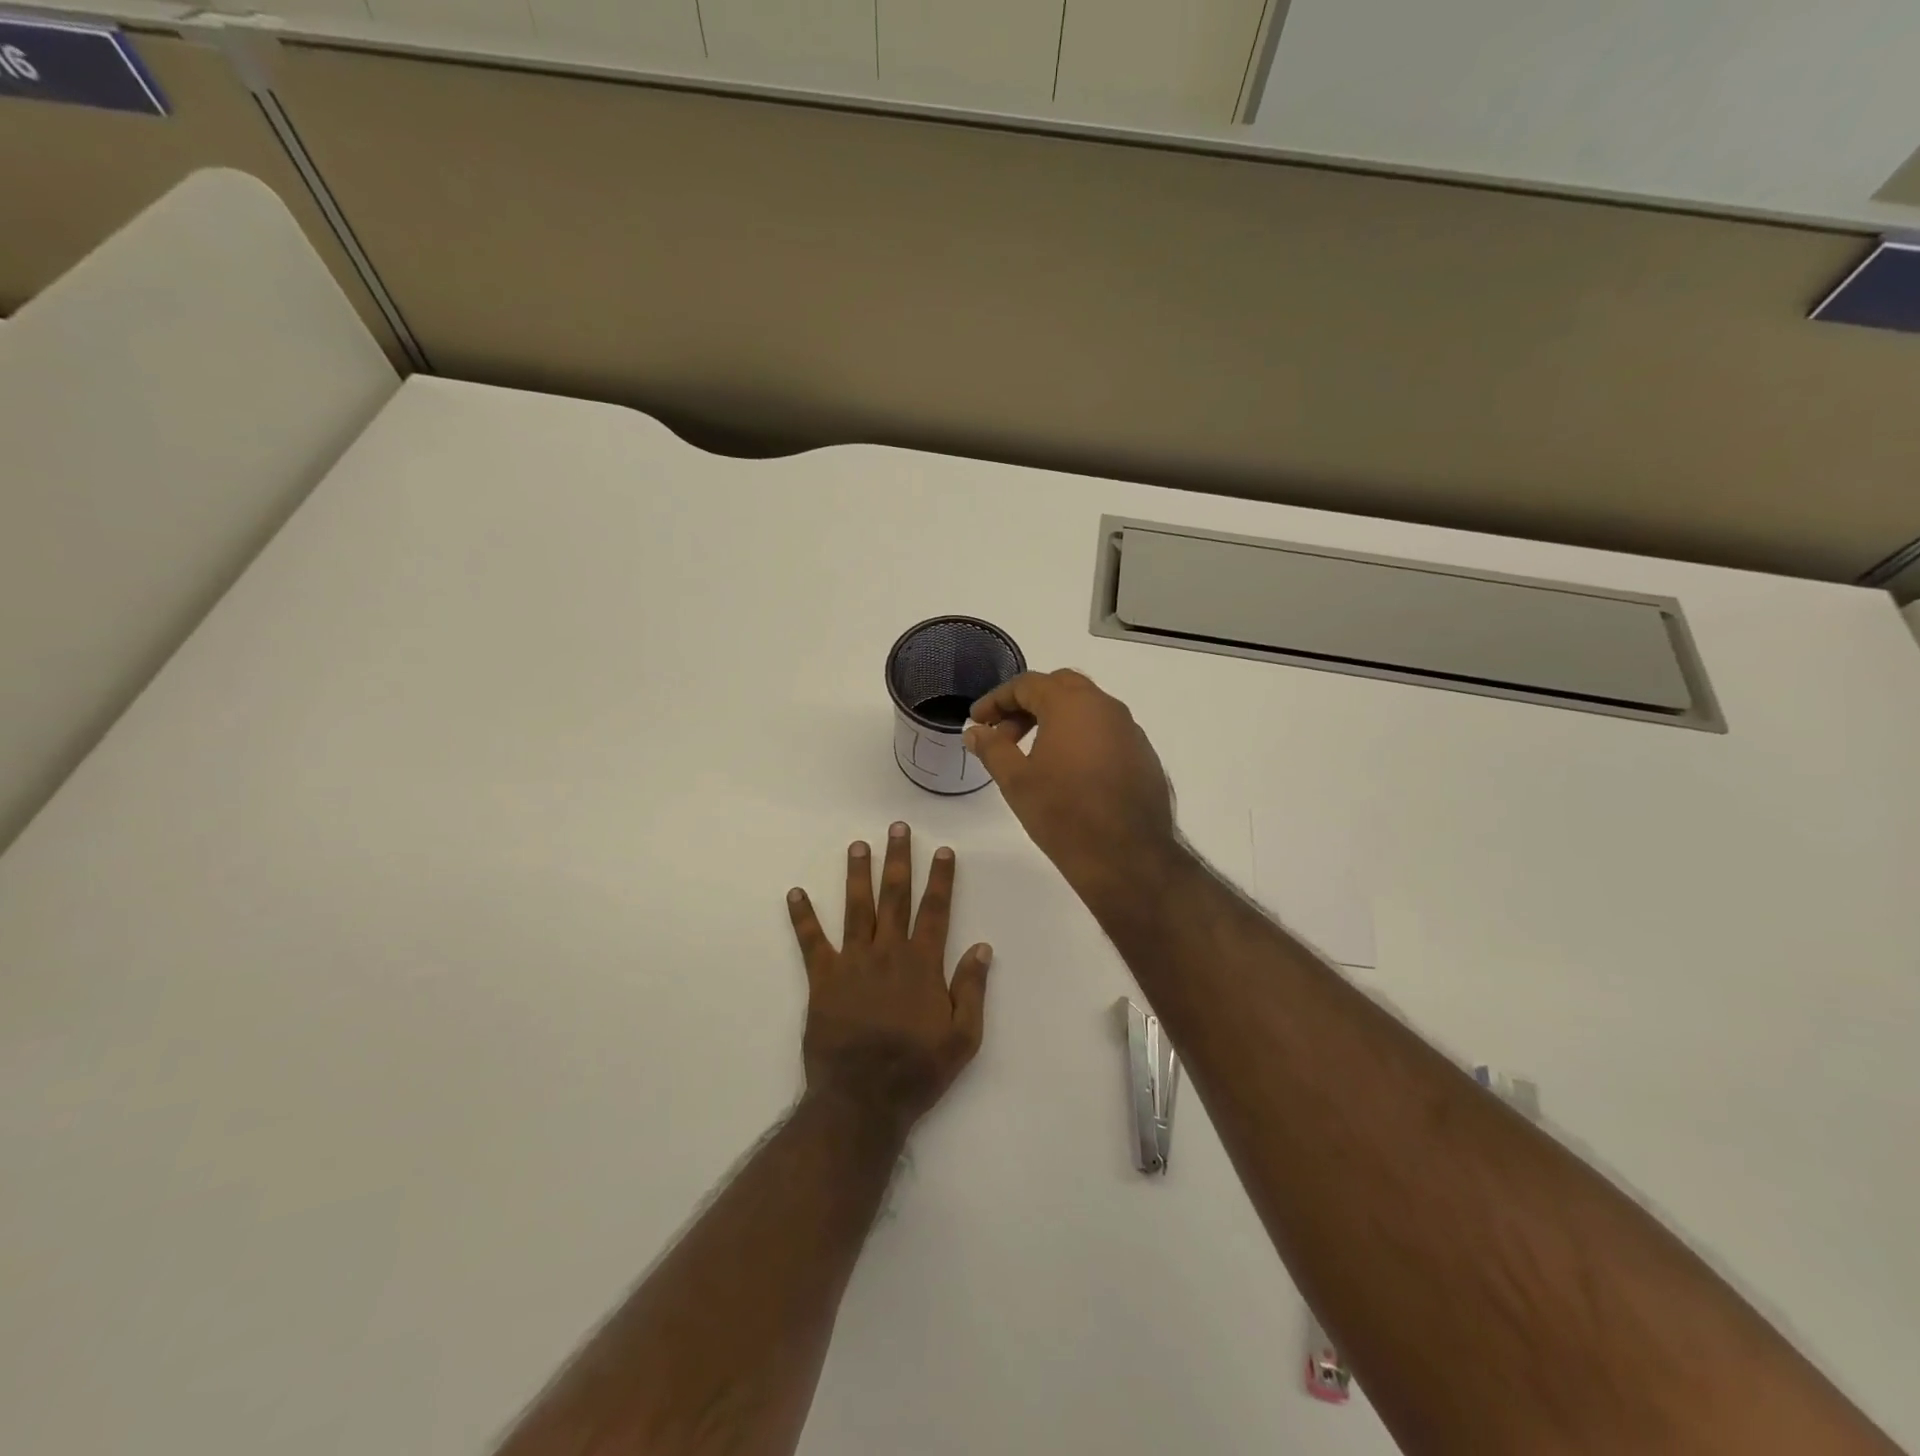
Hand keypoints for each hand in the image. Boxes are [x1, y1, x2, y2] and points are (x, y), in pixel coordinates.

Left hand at [786, 823, 992, 1137]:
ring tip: (857, 845)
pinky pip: (811, 942)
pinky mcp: (823, 979)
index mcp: (922, 964)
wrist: (862, 1100)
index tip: (942, 850)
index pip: (935, 910)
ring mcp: (852, 963)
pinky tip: (795, 893)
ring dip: (858, 874)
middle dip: (898, 860)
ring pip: (856, 908)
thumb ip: (972, 989)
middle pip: (895, 896)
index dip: (940, 879)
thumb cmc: (917, 1070)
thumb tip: (982, 946)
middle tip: (897, 828)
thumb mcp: (962, 1037)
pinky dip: (803, 917)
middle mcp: (887, 953)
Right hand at [964, 669, 1179, 897]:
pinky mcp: (1143, 754)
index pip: (1027, 684)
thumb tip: (975, 731)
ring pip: (1087, 708)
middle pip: (1060, 687)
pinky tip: (1069, 771)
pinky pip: (1105, 732)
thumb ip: (992, 748)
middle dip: (1027, 704)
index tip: (978, 721)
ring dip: (1056, 719)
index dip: (997, 700)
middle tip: (1005, 734)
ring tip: (1033, 754)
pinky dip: (1081, 737)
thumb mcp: (1016, 781)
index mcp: (1071, 704)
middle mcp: (1106, 706)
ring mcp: (1130, 730)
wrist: (1127, 856)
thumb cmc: (1063, 813)